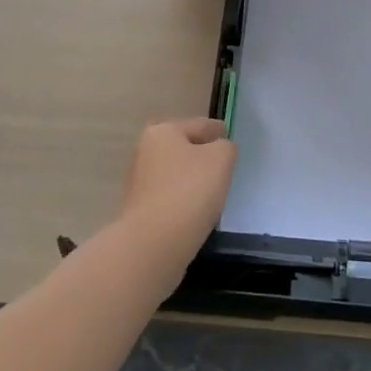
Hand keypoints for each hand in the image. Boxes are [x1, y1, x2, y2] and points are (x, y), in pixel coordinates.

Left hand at [117, 119, 236, 276]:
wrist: (153, 246)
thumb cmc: (189, 192)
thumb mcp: (221, 159)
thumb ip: (226, 147)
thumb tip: (220, 150)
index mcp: (163, 132)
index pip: (200, 125)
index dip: (218, 131)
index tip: (230, 138)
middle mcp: (146, 152)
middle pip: (184, 149)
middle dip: (203, 156)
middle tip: (226, 167)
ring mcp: (140, 184)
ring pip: (176, 175)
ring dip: (192, 180)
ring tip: (214, 193)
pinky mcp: (140, 212)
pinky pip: (170, 198)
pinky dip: (183, 201)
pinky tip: (196, 212)